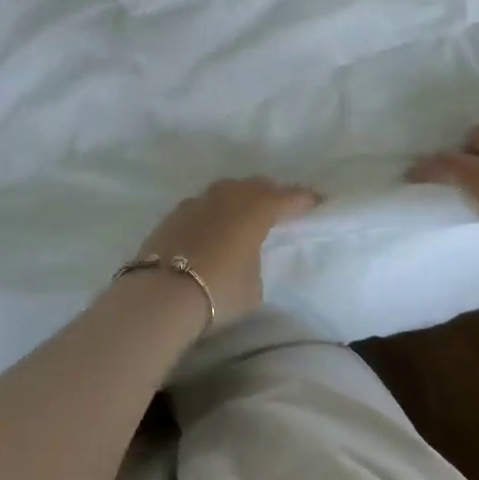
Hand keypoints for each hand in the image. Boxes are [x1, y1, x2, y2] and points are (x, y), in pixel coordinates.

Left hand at [129, 177, 319, 324]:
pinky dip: (213, 211)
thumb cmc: (220, 290)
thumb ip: (256, 263)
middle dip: (271, 193)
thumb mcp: (254, 286)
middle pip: (256, 186)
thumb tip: (247, 258)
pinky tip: (211, 225)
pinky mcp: (174, 214)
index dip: (304, 199)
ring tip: (244, 212)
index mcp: (257, 210)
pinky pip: (203, 204)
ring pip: (226, 190)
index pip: (288, 198)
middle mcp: (230, 197)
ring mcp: (199, 202)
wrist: (162, 294)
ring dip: (239, 197)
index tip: (316, 200)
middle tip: (279, 206)